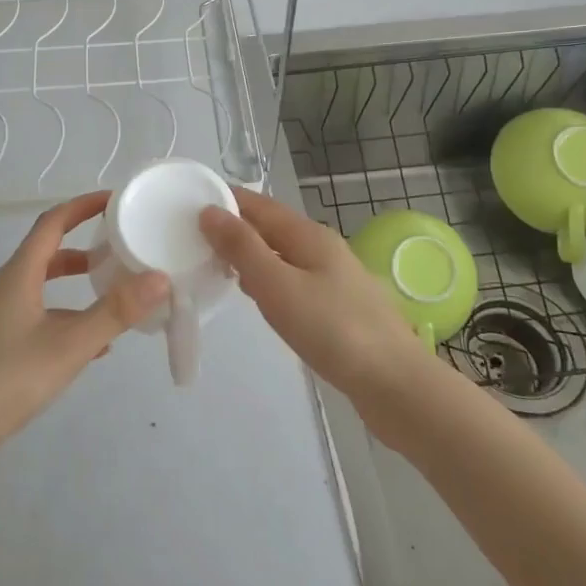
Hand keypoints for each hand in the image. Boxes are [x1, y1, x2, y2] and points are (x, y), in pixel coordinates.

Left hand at [0, 191, 168, 462]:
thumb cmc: (7, 380)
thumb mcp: (70, 345)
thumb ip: (115, 312)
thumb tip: (160, 277)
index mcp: (18, 275)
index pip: (52, 223)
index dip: (82, 206)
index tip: (114, 199)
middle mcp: (4, 288)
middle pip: (46, 252)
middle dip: (83, 244)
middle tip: (119, 245)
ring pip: (41, 286)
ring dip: (74, 282)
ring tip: (111, 291)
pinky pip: (36, 315)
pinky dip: (64, 315)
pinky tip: (90, 345)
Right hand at [199, 188, 437, 413]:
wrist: (395, 383)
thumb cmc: (332, 330)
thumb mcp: (277, 285)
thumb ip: (242, 248)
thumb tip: (210, 211)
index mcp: (309, 235)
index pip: (260, 205)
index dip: (228, 201)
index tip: (189, 206)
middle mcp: (323, 249)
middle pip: (272, 228)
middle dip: (236, 229)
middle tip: (195, 241)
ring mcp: (335, 278)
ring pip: (283, 256)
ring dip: (252, 256)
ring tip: (218, 267)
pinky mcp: (339, 307)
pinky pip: (295, 281)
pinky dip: (270, 281)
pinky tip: (260, 300)